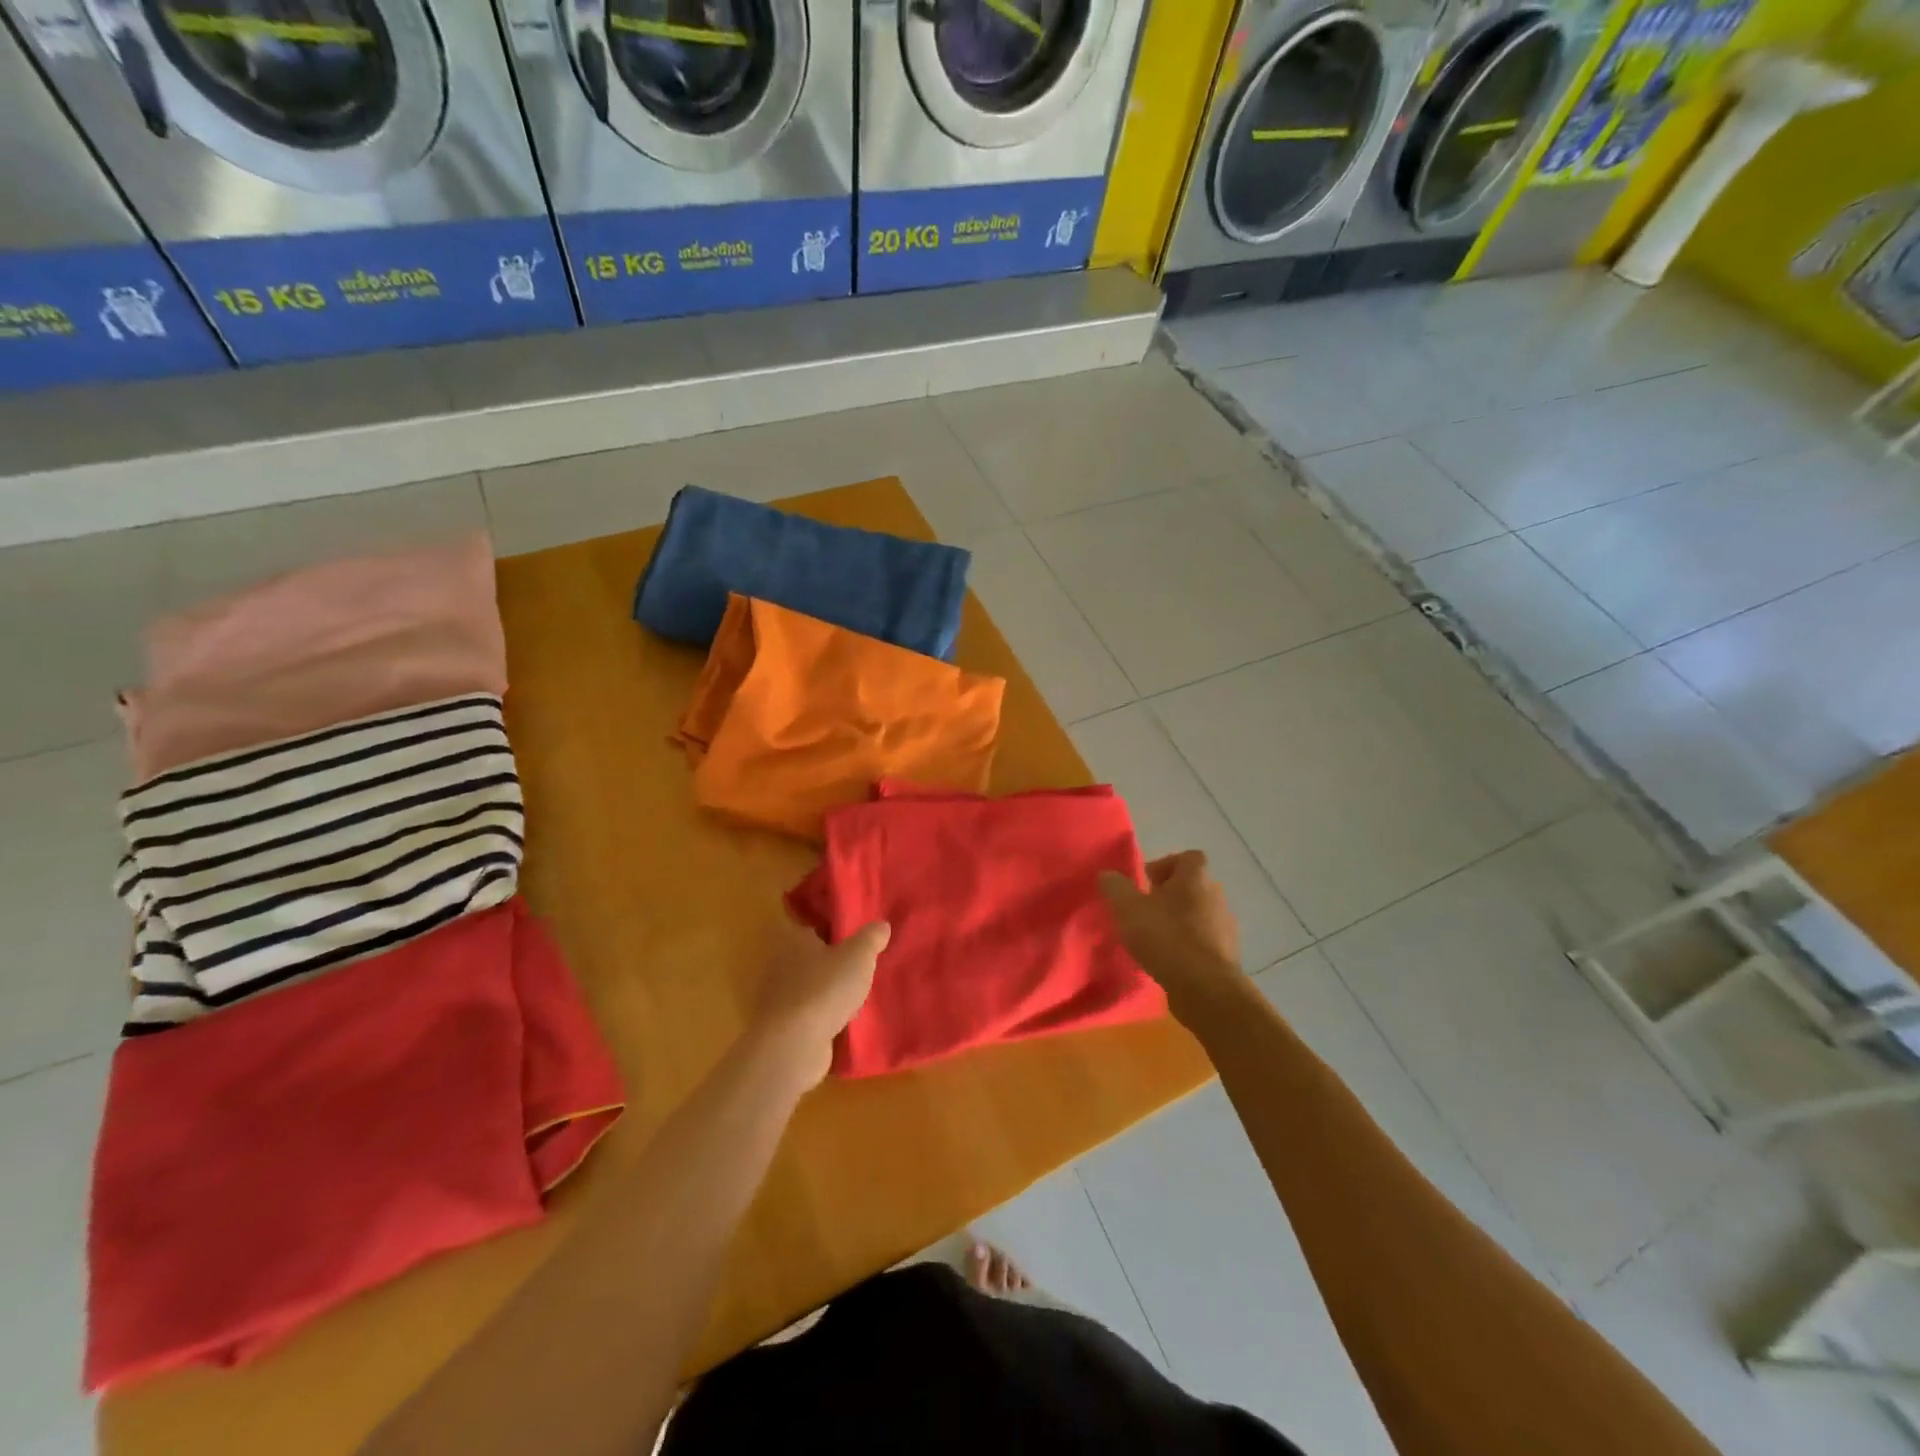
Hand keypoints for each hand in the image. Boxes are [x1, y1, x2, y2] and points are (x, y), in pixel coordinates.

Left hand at [748, 918, 890, 1088]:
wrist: (792, 1045)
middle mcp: (780, 964)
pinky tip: (842, 1025)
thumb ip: (871, 938)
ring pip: (809, 988)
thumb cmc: (825, 989)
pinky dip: (821, 1018)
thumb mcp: (858, 956)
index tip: (858, 942)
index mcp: (795, 939)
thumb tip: (881, 925)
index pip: (817, 928)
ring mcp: (777, 998)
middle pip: (812, 959)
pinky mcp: (780, 1027)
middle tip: (861, 972)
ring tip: (856, 1000)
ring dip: (828, 994)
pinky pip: (807, 1015)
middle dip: (833, 965)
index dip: (837, 934)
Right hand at [1099, 851, 1242, 1014]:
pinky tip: (1170, 960)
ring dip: (1180, 921)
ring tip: (1155, 938)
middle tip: (1146, 910)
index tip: (1146, 882)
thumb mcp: (1128, 908)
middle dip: (1170, 895)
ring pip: (1200, 914)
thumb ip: (1115, 887)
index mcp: (1195, 878)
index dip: (1166, 865)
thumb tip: (1107, 874)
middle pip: (1193, 886)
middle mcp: (1216, 896)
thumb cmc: (1166, 937)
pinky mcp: (1227, 955)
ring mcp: (1226, 927)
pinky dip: (1189, 945)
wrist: (1205, 988)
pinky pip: (1205, 941)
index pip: (1189, 857)